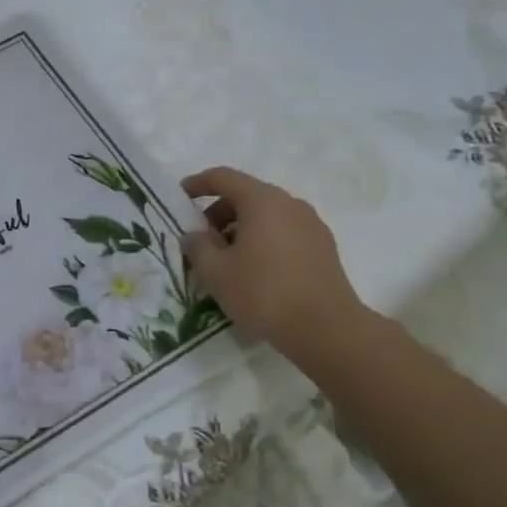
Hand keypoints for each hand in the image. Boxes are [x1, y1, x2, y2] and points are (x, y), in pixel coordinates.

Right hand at [181, 168, 365, 362]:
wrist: (326, 329)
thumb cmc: (263, 293)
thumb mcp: (215, 272)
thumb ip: (197, 246)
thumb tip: (194, 235)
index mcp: (262, 201)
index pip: (223, 177)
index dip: (197, 184)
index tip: (180, 197)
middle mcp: (290, 204)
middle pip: (246, 196)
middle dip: (218, 213)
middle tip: (201, 241)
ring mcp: (311, 225)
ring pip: (266, 216)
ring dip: (240, 229)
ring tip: (226, 261)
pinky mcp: (323, 247)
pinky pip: (283, 232)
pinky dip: (262, 241)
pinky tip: (254, 271)